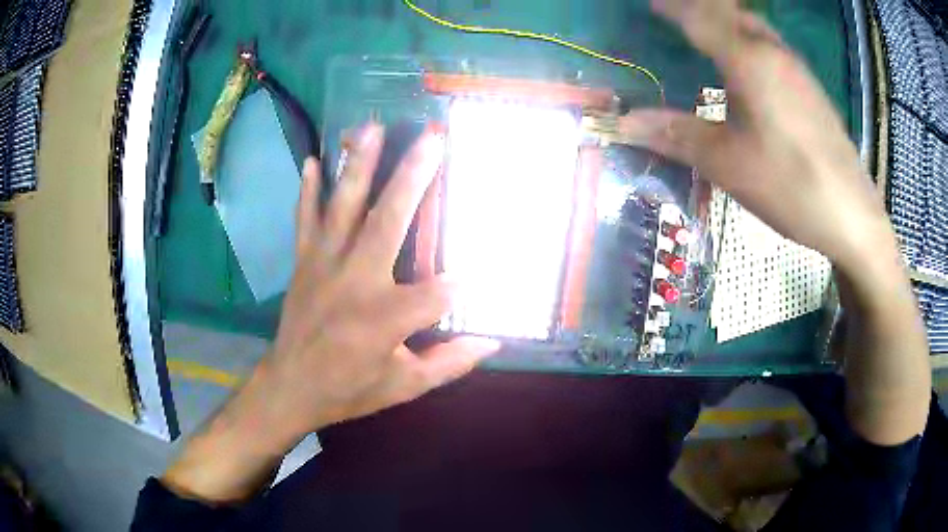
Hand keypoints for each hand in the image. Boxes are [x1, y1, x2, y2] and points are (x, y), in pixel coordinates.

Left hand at [261, 124, 499, 439]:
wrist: (289, 388)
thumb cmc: (348, 389)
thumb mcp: (405, 386)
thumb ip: (451, 363)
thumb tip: (493, 342)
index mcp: (385, 318)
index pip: (439, 292)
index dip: (463, 285)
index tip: (481, 276)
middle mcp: (355, 280)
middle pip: (390, 220)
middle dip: (414, 176)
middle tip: (433, 137)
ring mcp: (324, 265)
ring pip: (344, 207)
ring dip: (359, 165)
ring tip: (371, 128)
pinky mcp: (304, 263)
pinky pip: (305, 220)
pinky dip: (308, 191)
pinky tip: (313, 161)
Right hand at [620, 0, 897, 276]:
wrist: (853, 216)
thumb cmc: (792, 187)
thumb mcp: (730, 165)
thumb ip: (678, 135)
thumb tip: (626, 122)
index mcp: (749, 60)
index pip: (699, 17)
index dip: (671, 7)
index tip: (649, 3)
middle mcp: (773, 51)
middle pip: (729, 10)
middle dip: (698, 6)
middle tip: (672, 14)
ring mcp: (796, 67)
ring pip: (752, 24)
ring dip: (724, 19)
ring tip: (701, 30)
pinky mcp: (809, 87)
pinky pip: (769, 43)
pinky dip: (745, 38)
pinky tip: (743, 62)